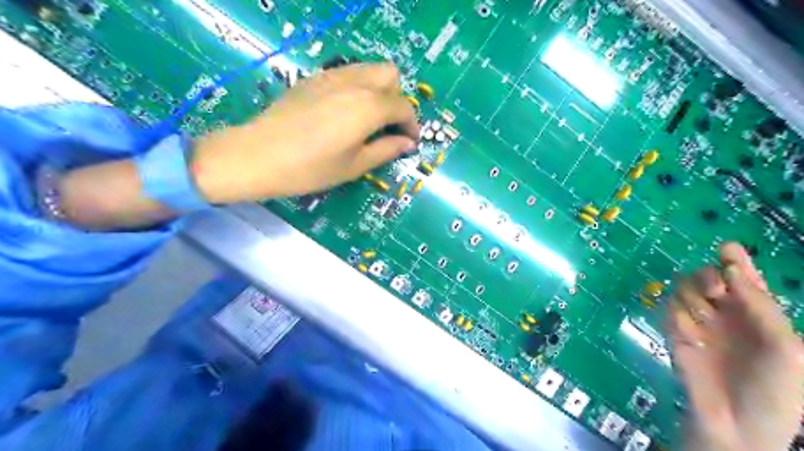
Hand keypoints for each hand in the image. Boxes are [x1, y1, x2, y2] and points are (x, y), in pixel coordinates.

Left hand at [190, 61, 418, 201]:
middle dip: (397, 99)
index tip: (410, 142)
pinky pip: (348, 73)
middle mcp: (355, 83)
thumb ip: (386, 150)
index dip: (412, 125)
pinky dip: (358, 87)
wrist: (258, 155)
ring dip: (379, 90)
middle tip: (388, 126)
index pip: (403, 107)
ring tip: (369, 119)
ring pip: (369, 69)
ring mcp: (332, 76)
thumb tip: (407, 143)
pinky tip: (345, 112)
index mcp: (369, 106)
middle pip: (391, 75)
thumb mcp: (354, 166)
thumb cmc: (311, 168)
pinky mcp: (314, 78)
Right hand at [673, 243, 803, 450]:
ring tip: (703, 318)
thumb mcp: (787, 349)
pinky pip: (669, 310)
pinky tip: (690, 337)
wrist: (737, 424)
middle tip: (716, 292)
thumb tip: (732, 271)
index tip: (727, 247)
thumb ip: (762, 307)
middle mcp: (726, 313)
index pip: (744, 280)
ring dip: (692, 298)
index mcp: (758, 315)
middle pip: (707, 277)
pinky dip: (678, 318)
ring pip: (684, 289)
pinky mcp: (674, 332)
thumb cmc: (775, 390)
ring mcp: (698, 322)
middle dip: (708, 277)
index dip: (737, 261)